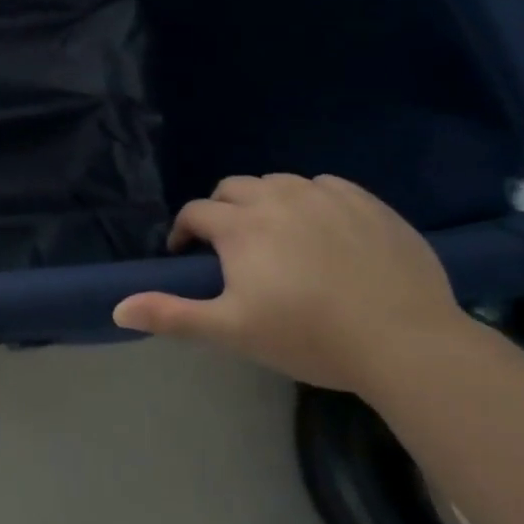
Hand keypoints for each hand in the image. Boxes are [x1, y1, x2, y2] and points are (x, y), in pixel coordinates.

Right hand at [112, 174, 472, 392]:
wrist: (407, 341)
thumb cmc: (309, 336)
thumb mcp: (232, 331)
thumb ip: (172, 315)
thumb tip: (117, 308)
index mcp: (240, 225)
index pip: (195, 213)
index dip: (184, 232)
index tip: (188, 256)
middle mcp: (276, 197)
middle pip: (233, 188)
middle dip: (222, 210)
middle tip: (232, 247)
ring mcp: (324, 196)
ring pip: (278, 182)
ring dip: (265, 201)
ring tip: (278, 236)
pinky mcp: (367, 202)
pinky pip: (325, 185)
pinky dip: (312, 200)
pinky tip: (324, 229)